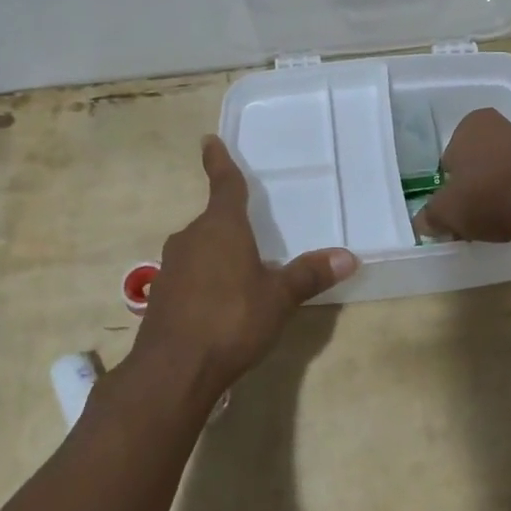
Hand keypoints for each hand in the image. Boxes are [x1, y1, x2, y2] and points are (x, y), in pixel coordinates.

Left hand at [133, 136, 358, 394]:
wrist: (173, 371)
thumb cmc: (231, 320)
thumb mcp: (278, 298)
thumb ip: (309, 275)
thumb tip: (348, 256)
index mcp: (221, 227)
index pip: (223, 184)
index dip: (218, 161)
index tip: (208, 140)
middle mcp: (192, 238)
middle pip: (213, 219)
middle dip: (231, 221)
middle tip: (253, 227)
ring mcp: (172, 267)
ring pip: (200, 247)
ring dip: (219, 252)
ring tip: (244, 270)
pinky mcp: (162, 295)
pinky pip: (191, 273)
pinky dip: (206, 277)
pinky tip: (222, 301)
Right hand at [414, 108, 510, 243]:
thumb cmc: (487, 197)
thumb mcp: (446, 211)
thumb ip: (430, 215)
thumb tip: (421, 223)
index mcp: (474, 123)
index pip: (451, 153)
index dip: (450, 180)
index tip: (453, 201)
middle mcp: (504, 125)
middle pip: (478, 160)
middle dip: (473, 183)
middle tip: (469, 212)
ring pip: (501, 170)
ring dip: (495, 190)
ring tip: (491, 220)